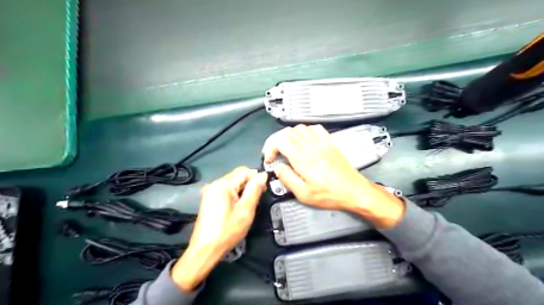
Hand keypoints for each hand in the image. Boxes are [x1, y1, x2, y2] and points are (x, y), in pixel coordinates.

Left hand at [172, 168, 266, 291]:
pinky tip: (238, 207)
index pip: (244, 171)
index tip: (263, 191)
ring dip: (243, 190)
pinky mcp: (209, 198)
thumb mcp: (245, 210)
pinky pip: (226, 190)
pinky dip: (235, 195)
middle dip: (250, 184)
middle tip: (256, 200)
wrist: (205, 249)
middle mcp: (215, 183)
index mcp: (223, 184)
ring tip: (247, 205)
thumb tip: (263, 175)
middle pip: (238, 175)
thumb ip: (254, 190)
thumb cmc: (227, 231)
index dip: (256, 178)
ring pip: (233, 183)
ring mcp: (210, 191)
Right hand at [261, 125, 405, 226]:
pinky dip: (304, 132)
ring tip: (287, 149)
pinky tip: (303, 141)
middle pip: (287, 132)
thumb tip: (278, 167)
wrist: (354, 190)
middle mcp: (311, 146)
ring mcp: (321, 141)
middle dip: (276, 141)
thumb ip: (287, 178)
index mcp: (302, 158)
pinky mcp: (329, 142)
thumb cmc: (330, 194)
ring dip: (288, 136)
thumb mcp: (303, 194)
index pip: (280, 140)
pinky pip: (314, 128)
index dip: (270, 147)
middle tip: (275, 154)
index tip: (269, 159)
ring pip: (299, 128)